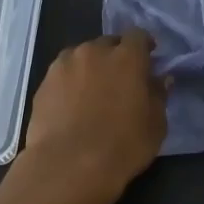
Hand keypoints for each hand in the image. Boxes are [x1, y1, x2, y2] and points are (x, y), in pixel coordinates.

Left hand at [12, 29, 168, 203]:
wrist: (68, 166)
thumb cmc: (122, 147)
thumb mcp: (155, 126)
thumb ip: (158, 96)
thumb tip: (160, 79)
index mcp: (126, 58)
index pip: (138, 36)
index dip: (144, 46)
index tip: (148, 61)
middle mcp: (93, 52)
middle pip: (108, 44)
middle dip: (116, 57)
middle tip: (121, 80)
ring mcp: (63, 66)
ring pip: (82, 57)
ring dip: (91, 67)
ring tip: (93, 92)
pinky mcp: (43, 84)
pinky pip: (63, 75)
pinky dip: (71, 83)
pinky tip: (72, 106)